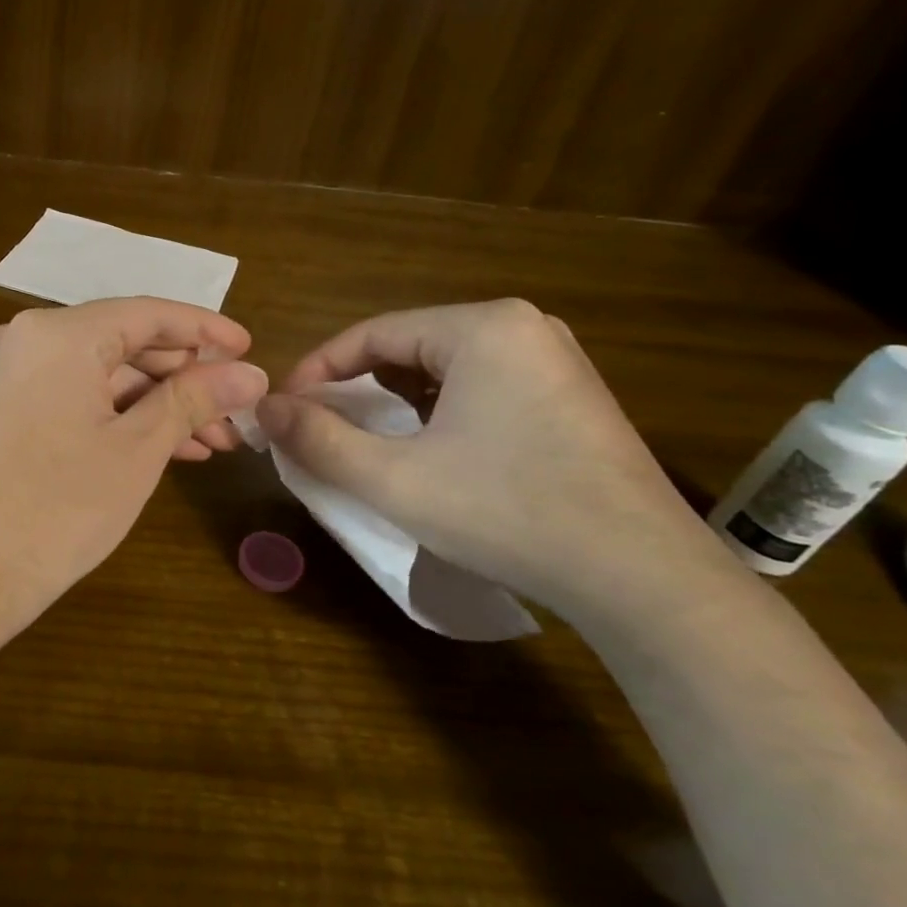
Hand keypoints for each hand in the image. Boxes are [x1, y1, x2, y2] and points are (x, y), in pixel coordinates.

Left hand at [0, 298, 267, 641]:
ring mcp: (11, 375)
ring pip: (102, 375)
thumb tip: (251, 373)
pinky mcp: (4, 410)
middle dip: (185, 378)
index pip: (147, 314)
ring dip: (157, 404)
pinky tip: (165, 448)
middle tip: (236, 411)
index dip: (204, 329)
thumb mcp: (138, 449)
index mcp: (59, 333)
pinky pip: (75, 397)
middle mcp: (28, 339)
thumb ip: (194, 399)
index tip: (250, 349)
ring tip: (212, 441)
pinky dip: (119, 417)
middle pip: (124, 343)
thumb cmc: (57, 507)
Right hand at [254, 299, 727, 620]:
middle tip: (319, 429)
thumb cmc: (508, 513)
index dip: (317, 370)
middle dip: (356, 388)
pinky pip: (482, 387)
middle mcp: (523, 326)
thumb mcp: (394, 479)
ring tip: (364, 442)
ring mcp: (555, 360)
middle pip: (409, 347)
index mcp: (482, 326)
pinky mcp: (571, 396)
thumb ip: (318, 440)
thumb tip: (264, 409)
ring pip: (444, 368)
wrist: (643, 579)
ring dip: (395, 402)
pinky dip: (439, 411)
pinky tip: (429, 451)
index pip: (372, 333)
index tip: (284, 410)